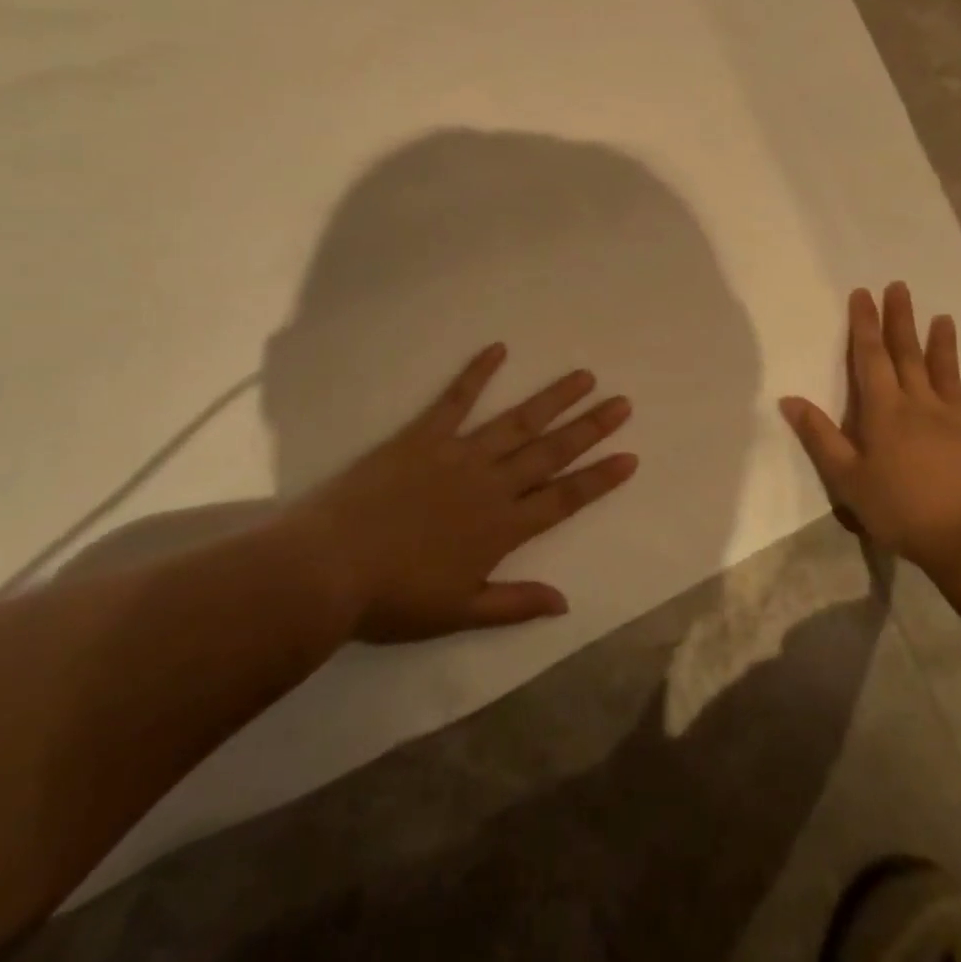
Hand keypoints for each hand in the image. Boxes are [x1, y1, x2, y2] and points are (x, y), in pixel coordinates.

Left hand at [299, 344, 637, 642]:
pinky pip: (455, 399)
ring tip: (583, 377)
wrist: (331, 567)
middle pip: (550, 452)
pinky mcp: (423, 436)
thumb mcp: (460, 612)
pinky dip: (477, 373)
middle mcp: (490, 484)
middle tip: (621, 403)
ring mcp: (458, 454)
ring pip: (516, 421)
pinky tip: (499, 349)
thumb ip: (515, 604)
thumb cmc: (395, 597)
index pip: (564, 499)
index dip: (599, 479)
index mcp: (502, 527)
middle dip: (590, 428)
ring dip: (552, 399)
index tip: (629, 457)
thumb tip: (566, 602)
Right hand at [779, 283, 960, 577]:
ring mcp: (954, 422)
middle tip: (900, 287)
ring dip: (942, 345)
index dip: (865, 324)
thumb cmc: (901, 507)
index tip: (863, 293)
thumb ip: (820, 437)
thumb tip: (789, 399)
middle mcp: (920, 405)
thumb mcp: (847, 478)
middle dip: (901, 320)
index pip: (871, 357)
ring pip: (945, 374)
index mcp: (885, 410)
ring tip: (944, 319)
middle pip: (908, 355)